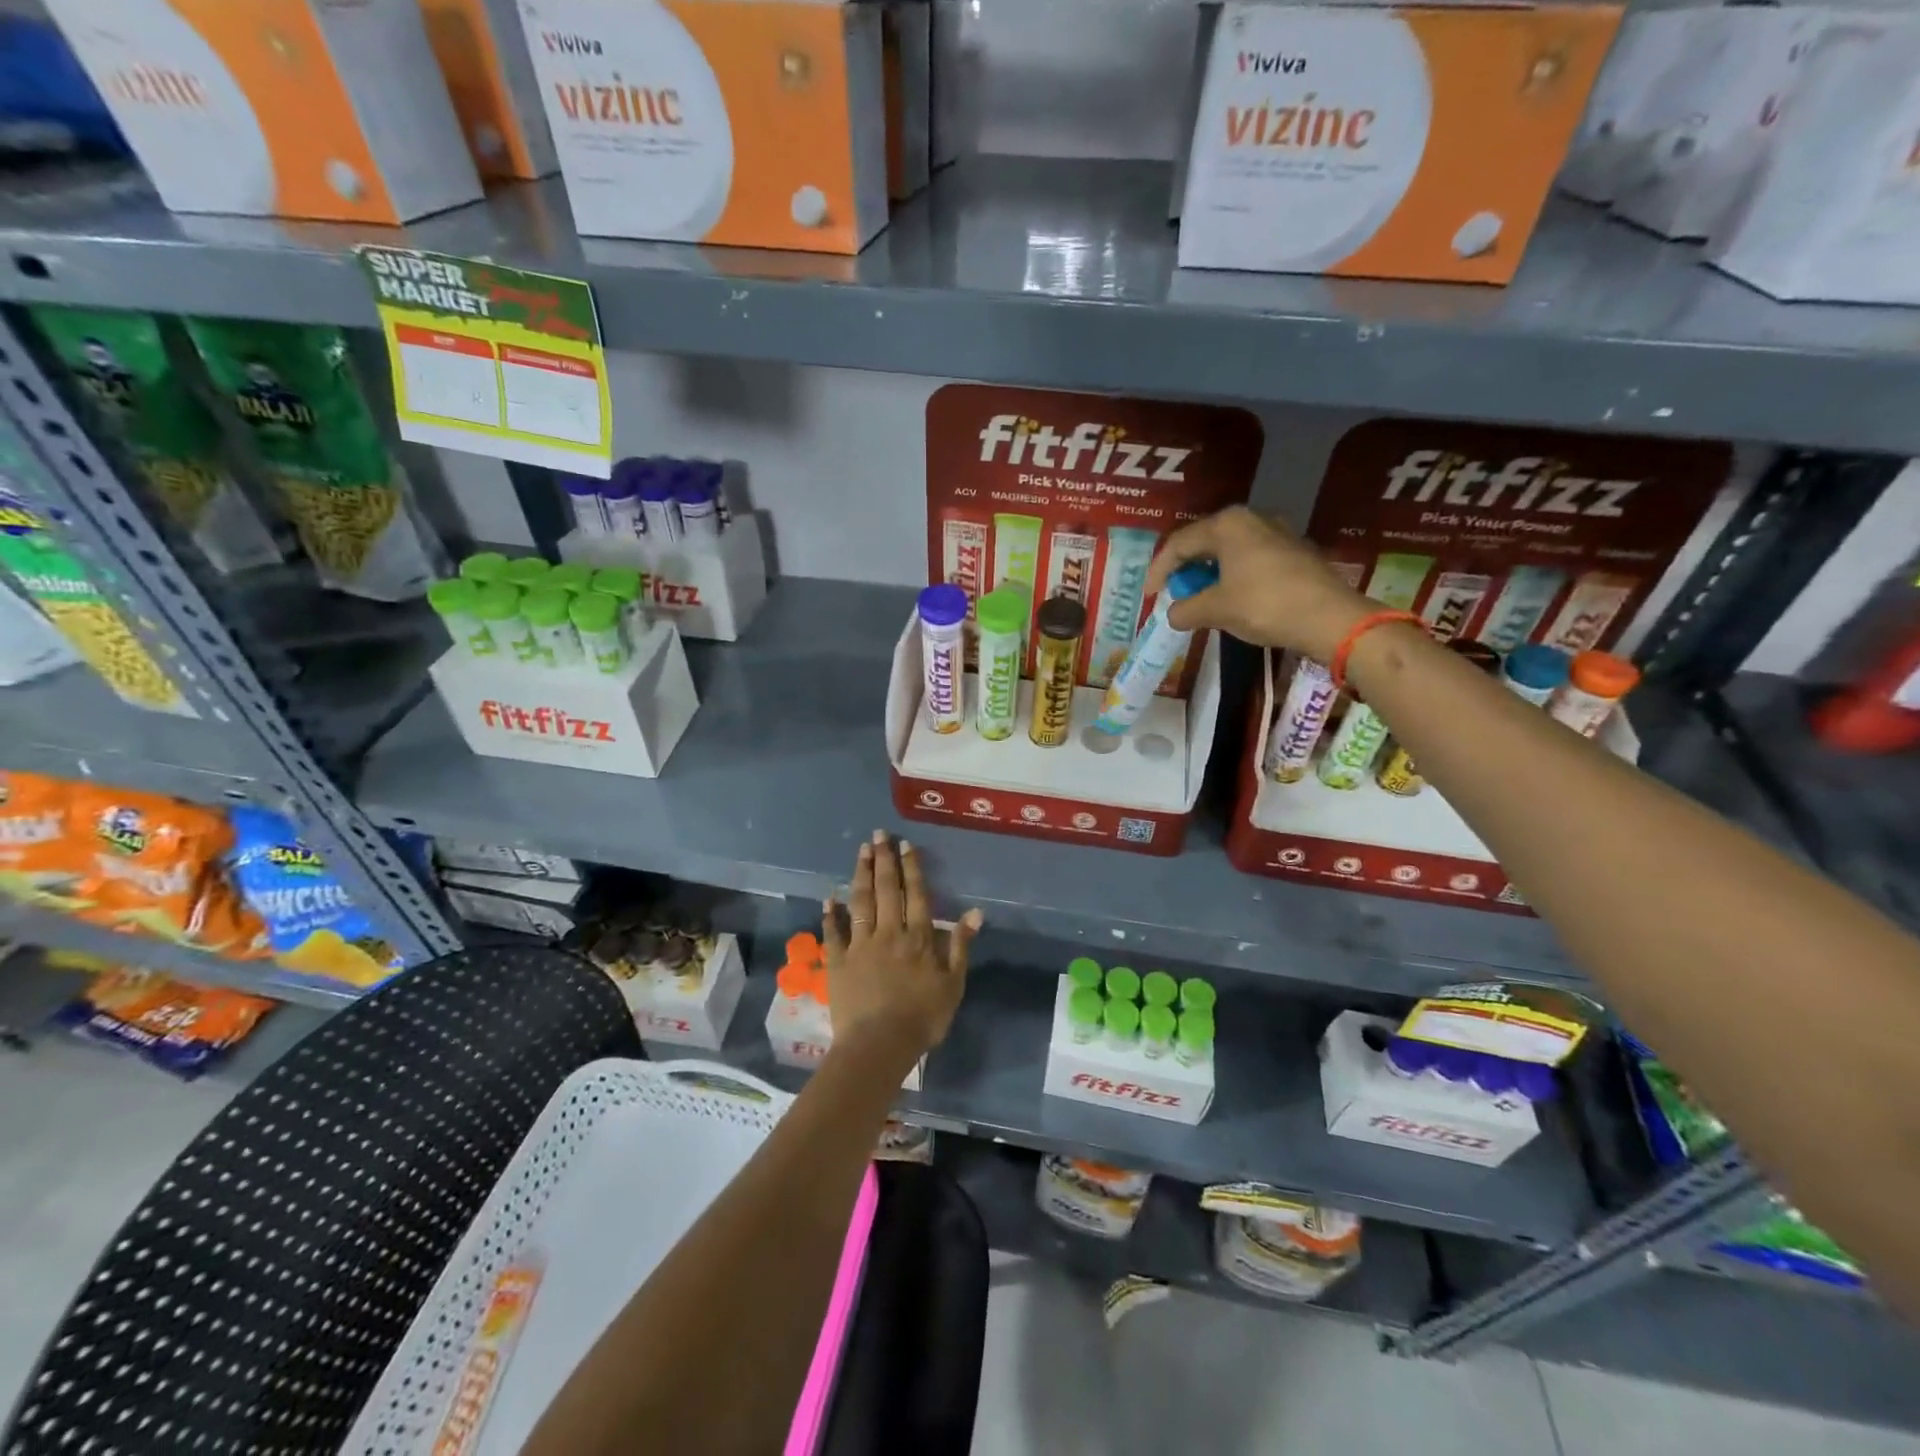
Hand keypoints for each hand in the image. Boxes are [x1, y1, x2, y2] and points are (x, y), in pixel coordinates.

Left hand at [822, 830, 981, 1065]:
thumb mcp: (953, 984)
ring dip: (860, 875)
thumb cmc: (923, 1017)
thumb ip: (961, 946)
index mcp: (919, 937)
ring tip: (861, 851)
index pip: (916, 894)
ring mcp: (860, 945)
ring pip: (860, 902)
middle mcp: (889, 933)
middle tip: (878, 835)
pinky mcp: (838, 962)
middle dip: (883, 860)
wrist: (879, 1045)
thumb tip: (975, 912)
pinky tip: (829, 898)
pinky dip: (831, 914)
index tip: (905, 845)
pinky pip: (833, 933)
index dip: (911, 868)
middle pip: (886, 890)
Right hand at [1146, 506, 1371, 660]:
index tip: (1150, 597)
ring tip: (1200, 601)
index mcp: (1228, 524)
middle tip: (1174, 595)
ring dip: (1210, 576)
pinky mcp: (1295, 553)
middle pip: (1205, 543)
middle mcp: (1252, 519)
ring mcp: (1278, 534)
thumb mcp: (1215, 610)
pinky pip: (1251, 561)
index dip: (1159, 571)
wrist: (1329, 618)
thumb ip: (1185, 610)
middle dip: (1185, 571)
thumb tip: (1173, 614)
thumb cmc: (1264, 605)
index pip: (1179, 544)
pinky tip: (1232, 601)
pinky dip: (1234, 578)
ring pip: (1230, 552)